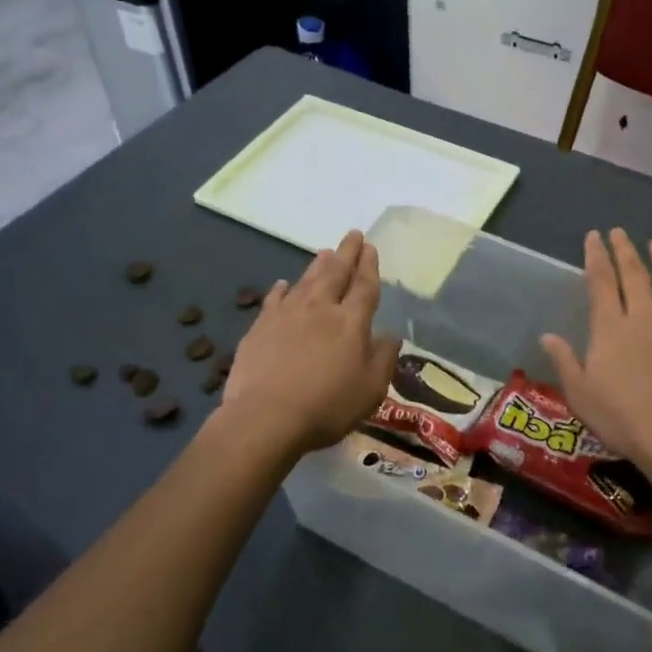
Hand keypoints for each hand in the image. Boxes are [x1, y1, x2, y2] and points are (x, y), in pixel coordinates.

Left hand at [222, 230, 398, 457]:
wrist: (266, 417)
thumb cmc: (327, 406)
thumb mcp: (371, 389)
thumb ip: (383, 358)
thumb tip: (391, 335)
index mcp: (351, 322)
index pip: (364, 286)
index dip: (369, 266)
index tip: (370, 247)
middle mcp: (320, 309)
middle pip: (336, 273)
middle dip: (346, 252)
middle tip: (353, 234)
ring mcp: (287, 315)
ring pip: (306, 281)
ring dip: (317, 264)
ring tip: (325, 252)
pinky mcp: (261, 327)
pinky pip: (274, 299)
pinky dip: (281, 289)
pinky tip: (283, 284)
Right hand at [540, 229, 651, 469]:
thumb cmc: (622, 418)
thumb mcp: (580, 393)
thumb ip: (565, 360)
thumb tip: (547, 335)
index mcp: (610, 327)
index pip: (601, 282)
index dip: (596, 256)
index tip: (594, 236)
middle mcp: (644, 316)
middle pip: (634, 275)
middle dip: (625, 251)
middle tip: (620, 232)